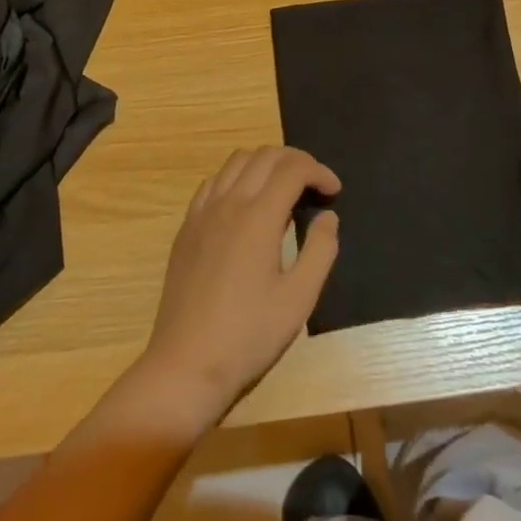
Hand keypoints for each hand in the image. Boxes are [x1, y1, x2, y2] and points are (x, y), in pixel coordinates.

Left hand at [136, 147, 339, 430]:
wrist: (186, 364)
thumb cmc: (249, 335)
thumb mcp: (299, 299)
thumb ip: (320, 250)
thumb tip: (327, 217)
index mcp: (259, 217)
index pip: (293, 169)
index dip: (319, 171)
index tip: (334, 192)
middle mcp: (229, 202)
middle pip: (265, 155)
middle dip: (296, 161)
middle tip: (315, 186)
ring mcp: (203, 212)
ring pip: (237, 161)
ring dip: (266, 164)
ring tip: (284, 189)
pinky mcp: (187, 227)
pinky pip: (214, 181)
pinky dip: (238, 176)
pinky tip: (247, 203)